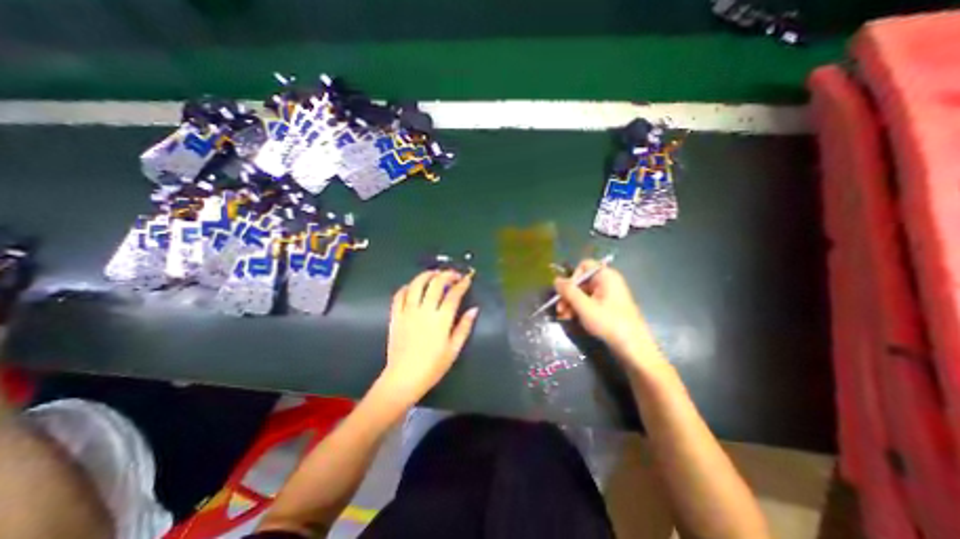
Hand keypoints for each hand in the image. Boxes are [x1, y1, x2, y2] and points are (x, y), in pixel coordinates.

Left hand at [379, 273, 475, 401]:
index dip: (462, 284)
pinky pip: (399, 295)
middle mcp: (425, 311)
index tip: (467, 278)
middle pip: (435, 284)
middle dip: (446, 275)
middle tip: (453, 274)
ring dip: (426, 275)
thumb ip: (464, 327)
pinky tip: (412, 286)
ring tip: (434, 273)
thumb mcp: (454, 349)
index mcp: (441, 319)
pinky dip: (406, 287)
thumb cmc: (432, 366)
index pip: (453, 294)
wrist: (403, 378)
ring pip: (416, 285)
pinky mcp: (396, 316)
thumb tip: (474, 309)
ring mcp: (408, 312)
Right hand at [551, 259, 663, 370]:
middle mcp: (608, 282)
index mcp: (606, 276)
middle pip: (581, 281)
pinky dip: (579, 308)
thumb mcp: (584, 306)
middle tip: (559, 309)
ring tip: (564, 317)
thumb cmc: (609, 322)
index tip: (565, 293)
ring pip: (583, 293)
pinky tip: (571, 318)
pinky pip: (589, 302)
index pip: (584, 266)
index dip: (572, 278)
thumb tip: (556, 280)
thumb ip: (568, 291)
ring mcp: (608, 295)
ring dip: (571, 303)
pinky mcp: (608, 307)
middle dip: (568, 295)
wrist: (633, 347)